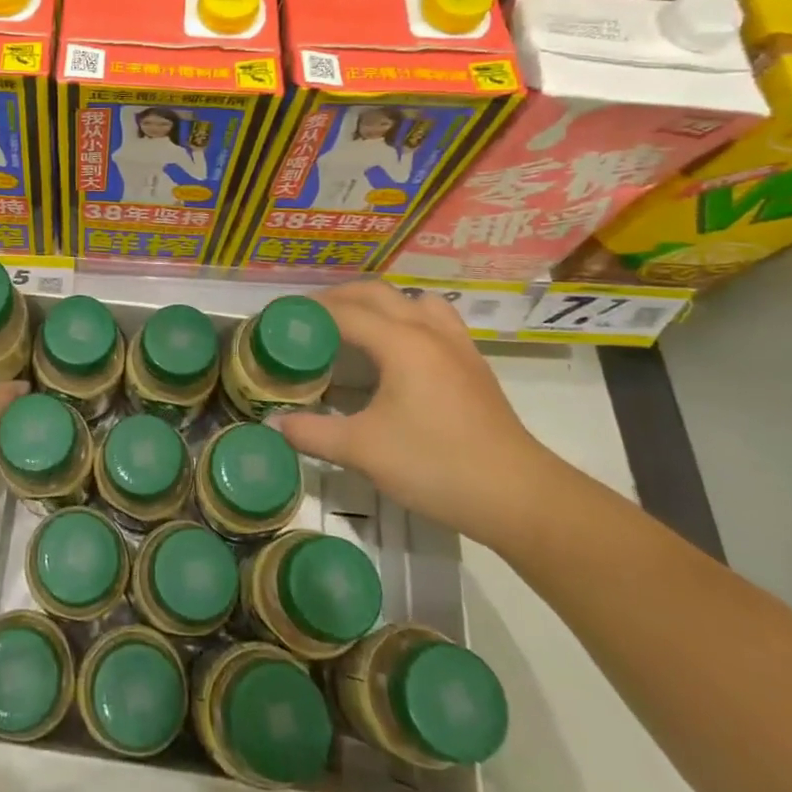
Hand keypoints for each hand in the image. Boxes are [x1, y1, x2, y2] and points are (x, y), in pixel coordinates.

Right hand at [275, 280, 562, 544]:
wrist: (519, 497)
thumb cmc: (436, 466)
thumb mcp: (362, 451)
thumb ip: (312, 433)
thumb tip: (272, 424)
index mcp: (400, 341)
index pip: (343, 312)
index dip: (308, 312)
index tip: (279, 321)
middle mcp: (428, 330)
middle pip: (375, 294)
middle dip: (337, 299)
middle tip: (307, 321)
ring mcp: (456, 344)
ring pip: (410, 300)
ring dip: (377, 303)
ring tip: (353, 328)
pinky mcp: (472, 364)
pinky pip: (434, 319)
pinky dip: (407, 318)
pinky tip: (397, 350)